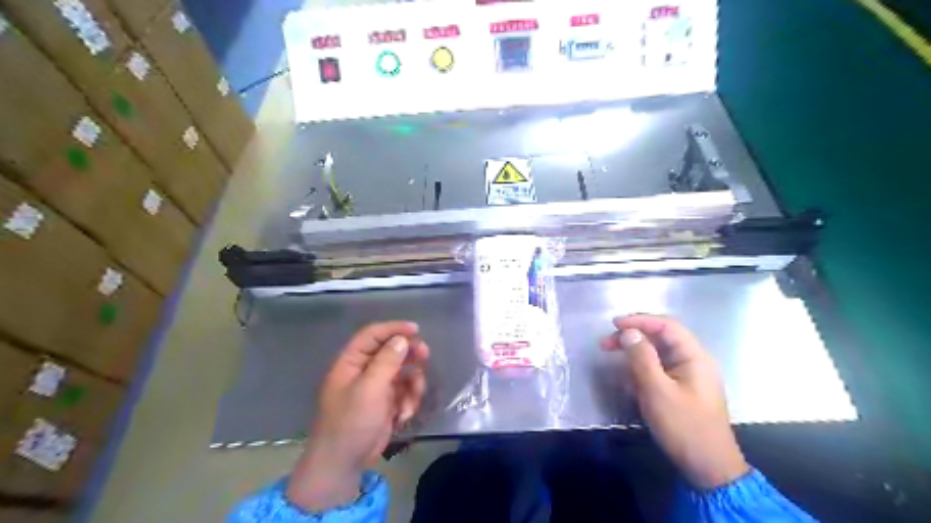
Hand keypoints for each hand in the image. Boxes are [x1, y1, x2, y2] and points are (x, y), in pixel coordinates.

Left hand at [288, 322, 427, 512]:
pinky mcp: (387, 402)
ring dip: (412, 384)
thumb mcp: (369, 388)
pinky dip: (409, 400)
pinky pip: (405, 391)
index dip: (393, 329)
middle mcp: (364, 370)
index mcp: (351, 362)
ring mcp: (376, 386)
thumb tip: (402, 339)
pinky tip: (404, 415)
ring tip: (412, 400)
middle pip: (391, 350)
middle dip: (409, 355)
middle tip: (425, 356)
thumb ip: (387, 361)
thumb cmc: (351, 421)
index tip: (416, 330)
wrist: (345, 463)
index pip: (372, 335)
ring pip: (403, 371)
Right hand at [604, 315, 746, 490]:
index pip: (666, 326)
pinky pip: (659, 370)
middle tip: (606, 344)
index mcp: (695, 357)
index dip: (639, 321)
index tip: (613, 325)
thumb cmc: (684, 427)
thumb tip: (629, 332)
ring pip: (658, 354)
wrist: (709, 469)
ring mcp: (688, 376)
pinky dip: (641, 370)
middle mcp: (694, 361)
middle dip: (633, 337)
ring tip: (612, 359)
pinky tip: (627, 379)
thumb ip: (642, 358)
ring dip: (635, 354)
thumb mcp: (658, 391)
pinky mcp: (682, 390)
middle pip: (661, 338)